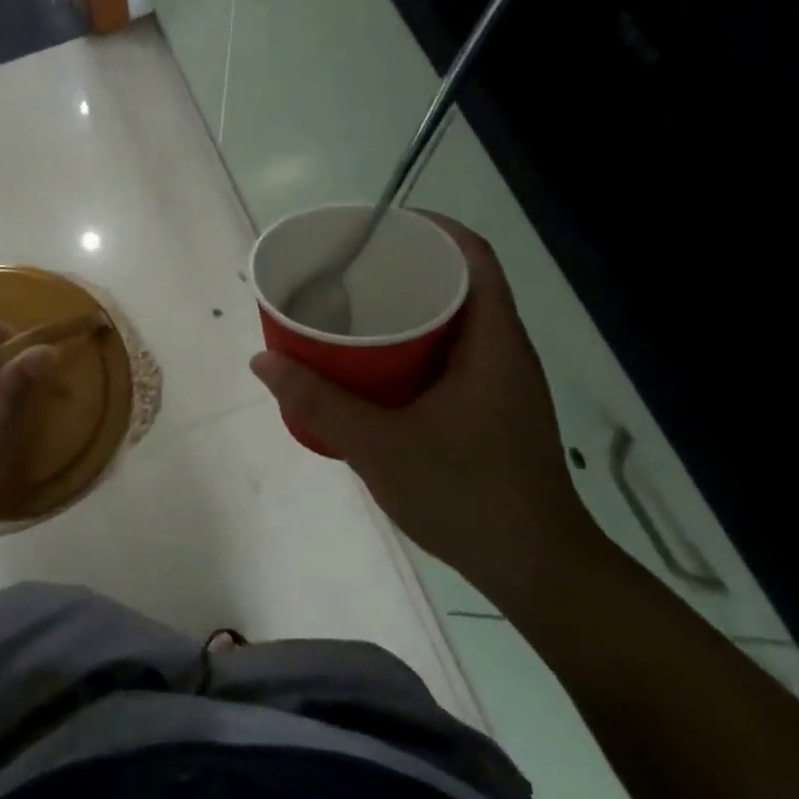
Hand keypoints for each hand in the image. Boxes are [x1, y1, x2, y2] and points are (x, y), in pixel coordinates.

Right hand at [250, 214, 607, 610]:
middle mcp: (503, 351)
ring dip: (405, 310)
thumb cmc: (466, 496)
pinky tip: (371, 367)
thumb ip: (318, 402)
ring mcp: (500, 383)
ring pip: (452, 323)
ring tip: (349, 309)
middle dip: (404, 268)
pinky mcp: (490, 409)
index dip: (429, 229)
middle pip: (459, 284)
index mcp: (493, 343)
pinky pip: (448, 356)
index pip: (473, 257)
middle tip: (346, 270)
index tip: (375, 228)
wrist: (535, 569)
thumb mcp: (379, 447)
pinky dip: (410, 347)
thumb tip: (263, 359)